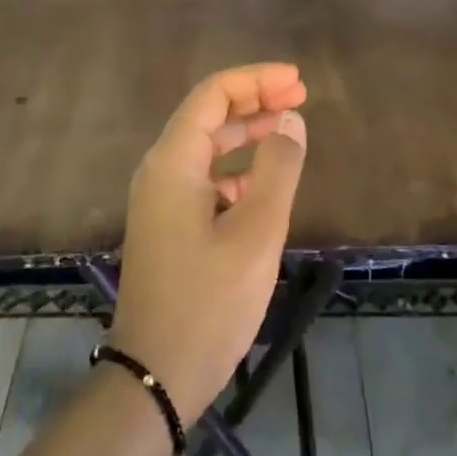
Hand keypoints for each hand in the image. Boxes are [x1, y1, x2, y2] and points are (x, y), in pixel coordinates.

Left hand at [107, 64, 308, 426]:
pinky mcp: (168, 225)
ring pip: (207, 147)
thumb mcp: (257, 233)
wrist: (156, 376)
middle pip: (208, 115)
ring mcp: (160, 200)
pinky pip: (204, 178)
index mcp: (173, 162)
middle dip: (254, 100)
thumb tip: (290, 120)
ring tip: (289, 128)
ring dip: (247, 132)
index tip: (298, 80)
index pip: (213, 95)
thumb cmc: (209, 301)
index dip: (256, 79)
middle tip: (300, 96)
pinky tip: (265, 183)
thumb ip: (277, 169)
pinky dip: (236, 168)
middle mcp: (160, 170)